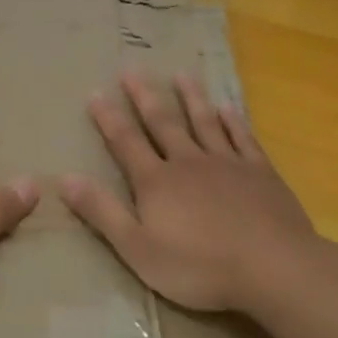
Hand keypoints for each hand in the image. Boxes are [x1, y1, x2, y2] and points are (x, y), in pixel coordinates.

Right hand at [60, 72, 316, 313]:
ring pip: (203, 122)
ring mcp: (227, 164)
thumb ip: (102, 212)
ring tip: (181, 75)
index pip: (125, 143)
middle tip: (132, 70)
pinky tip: (228, 108)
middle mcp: (188, 162)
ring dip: (191, 98)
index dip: (108, 119)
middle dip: (145, 97)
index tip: (95, 93)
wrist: (273, 268)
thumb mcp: (138, 248)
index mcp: (156, 182)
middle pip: (162, 123)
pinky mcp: (260, 173)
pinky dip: (233, 121)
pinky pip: (243, 138)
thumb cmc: (199, 266)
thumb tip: (64, 178)